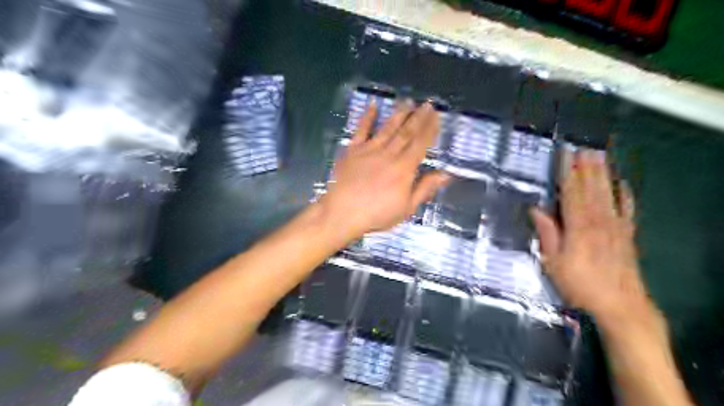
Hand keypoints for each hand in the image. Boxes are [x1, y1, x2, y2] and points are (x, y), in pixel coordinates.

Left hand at [321, 100, 451, 244]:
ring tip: (408, 101)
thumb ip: (425, 189)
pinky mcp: (352, 150)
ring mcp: (369, 150)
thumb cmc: (376, 214)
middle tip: (427, 104)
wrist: (342, 213)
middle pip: (406, 132)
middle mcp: (389, 154)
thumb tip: (445, 174)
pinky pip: (361, 130)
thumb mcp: (406, 208)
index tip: (436, 116)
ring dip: (399, 114)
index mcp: (404, 168)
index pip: (420, 144)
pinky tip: (373, 105)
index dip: (429, 129)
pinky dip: (367, 117)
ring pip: (387, 128)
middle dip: (418, 117)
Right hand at [531, 149, 651, 322]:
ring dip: (603, 173)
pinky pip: (627, 209)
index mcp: (578, 226)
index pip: (571, 192)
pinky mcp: (627, 234)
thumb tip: (536, 210)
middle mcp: (599, 221)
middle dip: (586, 167)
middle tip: (583, 147)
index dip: (567, 172)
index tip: (564, 155)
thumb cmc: (580, 284)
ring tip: (599, 156)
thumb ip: (547, 234)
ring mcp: (616, 226)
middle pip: (591, 188)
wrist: (621, 305)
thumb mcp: (553, 262)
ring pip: (608, 193)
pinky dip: (625, 194)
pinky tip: (623, 184)